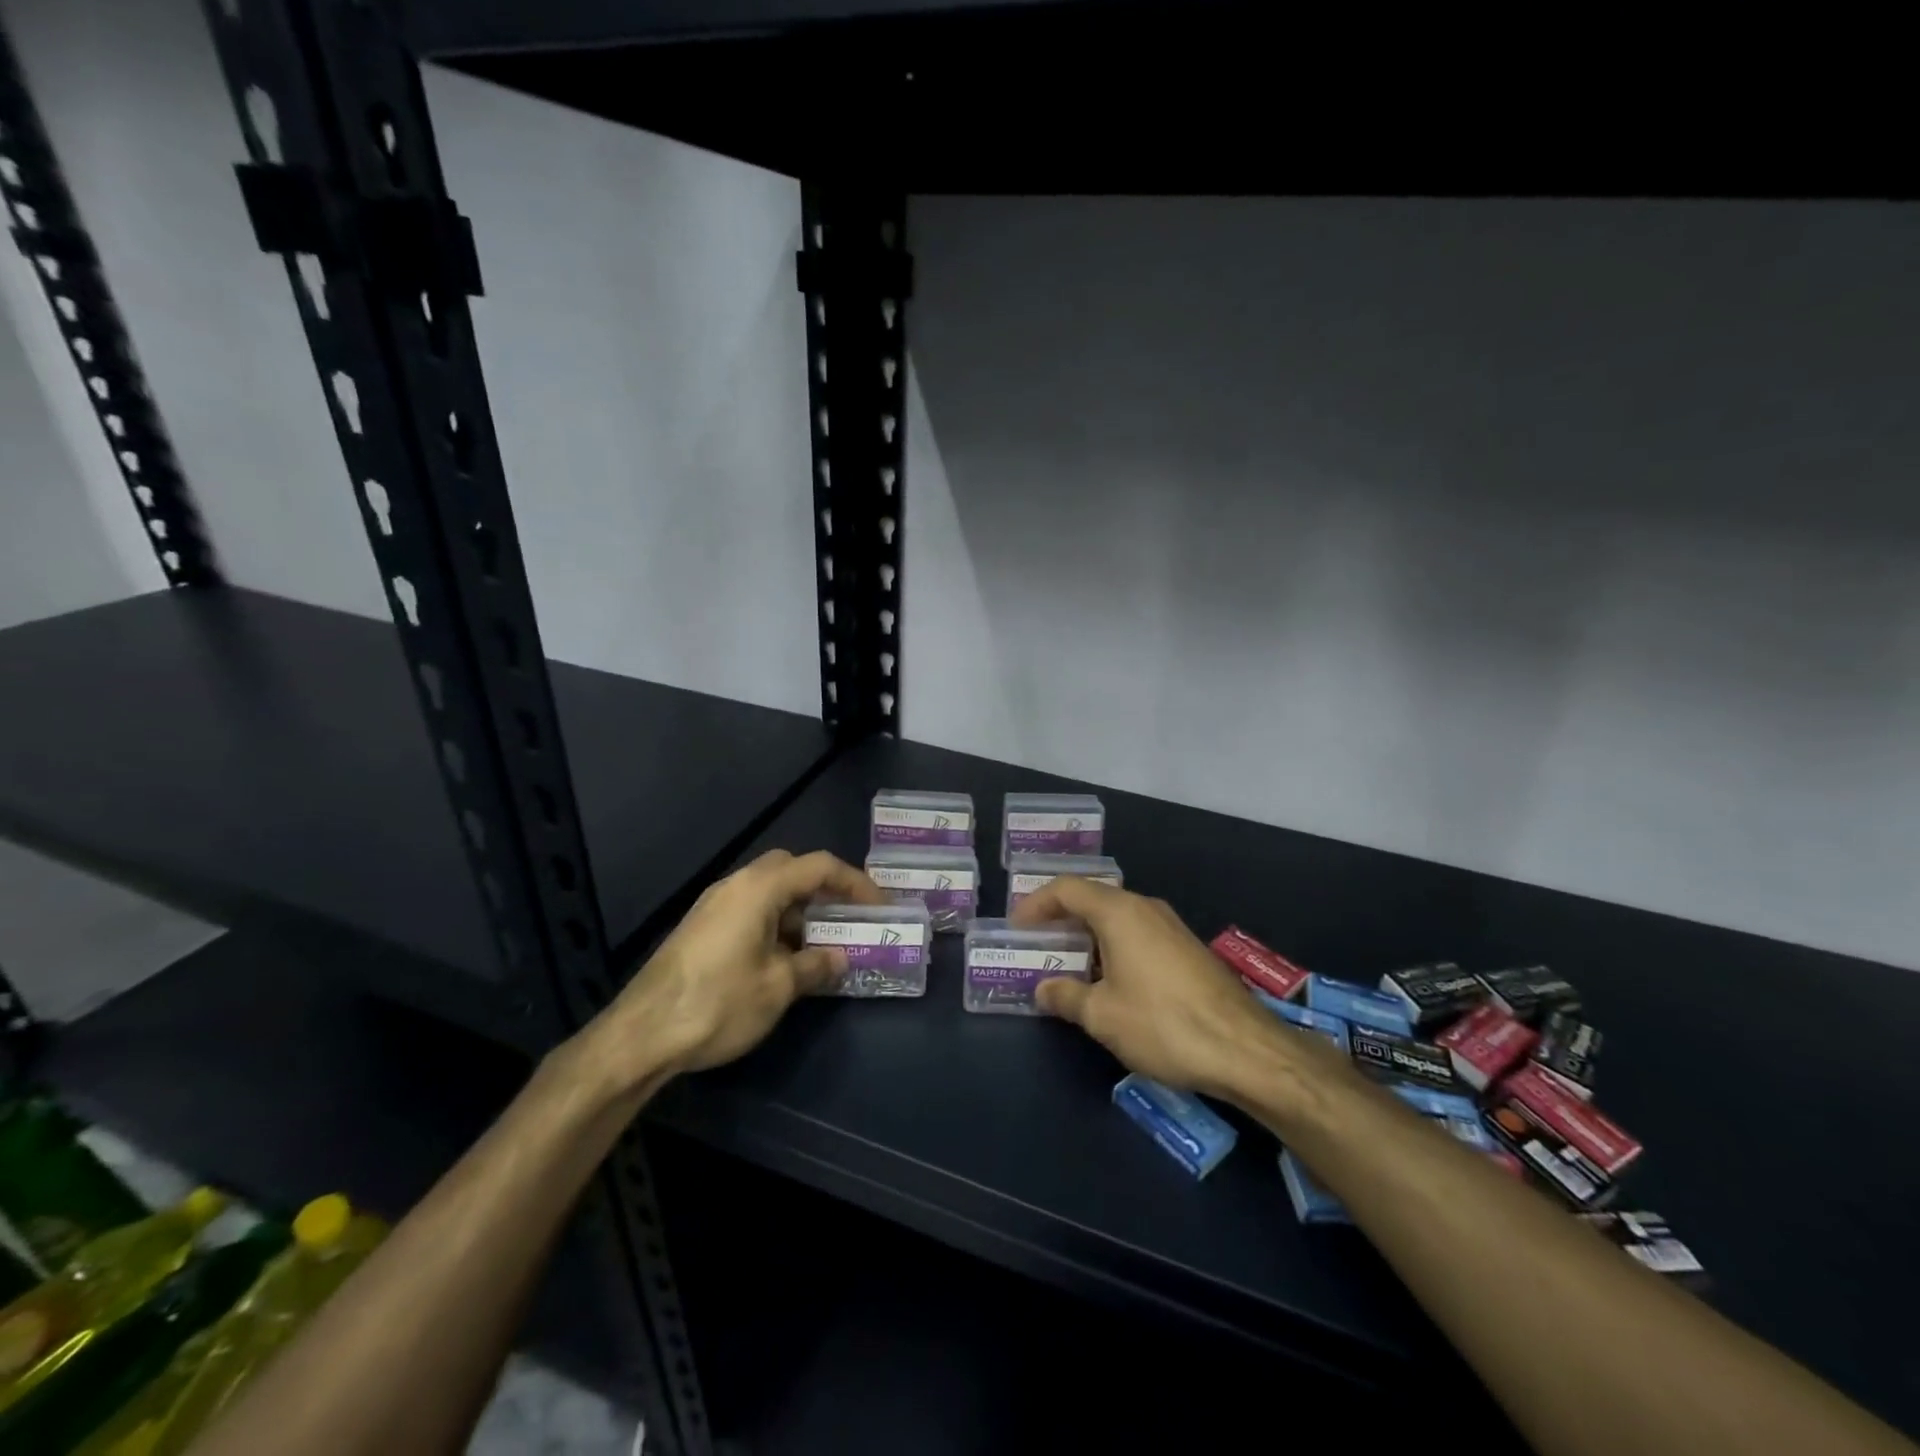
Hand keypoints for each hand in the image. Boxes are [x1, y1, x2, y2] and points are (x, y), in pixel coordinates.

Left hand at [584, 850, 884, 1087]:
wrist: (640, 1035)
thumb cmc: (718, 1002)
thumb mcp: (778, 987)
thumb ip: (816, 965)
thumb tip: (840, 958)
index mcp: (759, 888)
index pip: (819, 866)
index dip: (855, 882)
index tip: (878, 906)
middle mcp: (736, 885)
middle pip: (791, 870)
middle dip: (825, 889)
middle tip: (848, 917)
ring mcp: (715, 906)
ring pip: (770, 892)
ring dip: (800, 910)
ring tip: (824, 943)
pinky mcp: (702, 928)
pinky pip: (751, 911)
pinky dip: (777, 924)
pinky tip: (787, 959)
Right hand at [1011, 877, 1334, 1099]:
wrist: (1245, 1048)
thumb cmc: (1163, 1024)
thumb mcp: (1102, 1016)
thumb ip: (1066, 997)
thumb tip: (1044, 989)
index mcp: (1119, 912)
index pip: (1067, 889)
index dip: (1036, 903)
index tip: (1017, 927)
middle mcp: (1145, 908)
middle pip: (1093, 899)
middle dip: (1061, 919)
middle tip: (1037, 944)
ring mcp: (1171, 926)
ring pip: (1118, 918)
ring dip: (1088, 935)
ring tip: (1068, 964)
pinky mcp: (1187, 949)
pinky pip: (1138, 934)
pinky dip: (1113, 946)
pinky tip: (1109, 980)